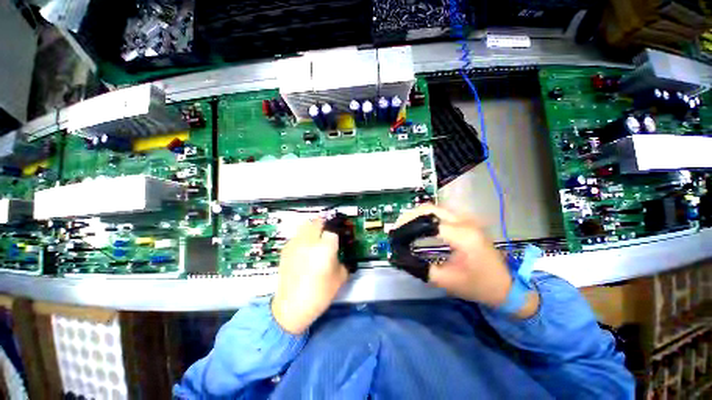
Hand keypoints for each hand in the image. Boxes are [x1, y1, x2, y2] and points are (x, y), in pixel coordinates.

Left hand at [271, 219, 347, 333]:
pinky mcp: (286, 249)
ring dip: (313, 227)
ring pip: (306, 225)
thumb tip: (342, 254)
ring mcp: (296, 244)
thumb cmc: (320, 293)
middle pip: (318, 222)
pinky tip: (305, 248)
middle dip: (325, 225)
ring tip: (316, 237)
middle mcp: (310, 241)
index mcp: (326, 247)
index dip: (338, 230)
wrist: (292, 306)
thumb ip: (343, 262)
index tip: (339, 235)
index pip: (333, 229)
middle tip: (329, 233)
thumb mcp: (340, 278)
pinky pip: (297, 235)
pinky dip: (303, 236)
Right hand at [395, 204, 538, 317]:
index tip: (396, 234)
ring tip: (404, 226)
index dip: (409, 226)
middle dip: (410, 216)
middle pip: (430, 209)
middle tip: (397, 228)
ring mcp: (467, 220)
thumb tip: (401, 258)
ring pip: (435, 208)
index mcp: (463, 237)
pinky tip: (418, 225)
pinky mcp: (466, 221)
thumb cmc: (479, 286)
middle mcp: (465, 222)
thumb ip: (422, 268)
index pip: (429, 222)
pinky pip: (441, 213)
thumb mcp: (447, 281)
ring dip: (417, 215)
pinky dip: (426, 216)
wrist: (507, 285)